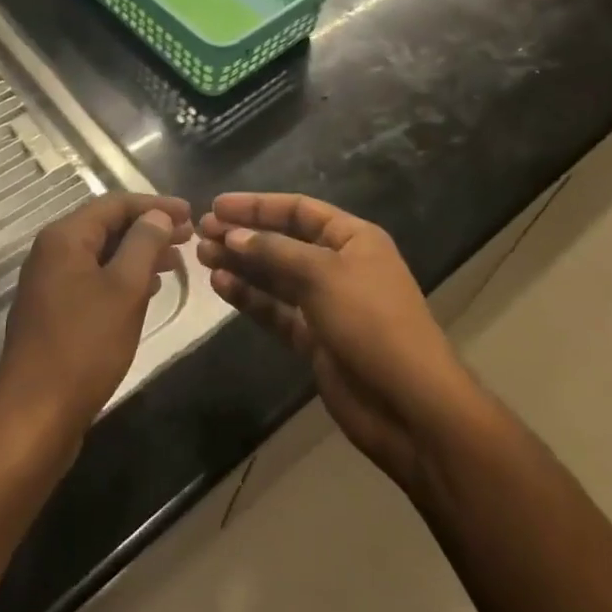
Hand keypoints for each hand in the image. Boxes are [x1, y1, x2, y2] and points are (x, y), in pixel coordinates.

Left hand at [0, 192, 192, 460]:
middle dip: (148, 228)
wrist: (34, 415)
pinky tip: (146, 291)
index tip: (191, 213)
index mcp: (64, 237)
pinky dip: (121, 277)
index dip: (155, 205)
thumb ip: (143, 245)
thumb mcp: (124, 290)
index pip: (114, 204)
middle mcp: (51, 252)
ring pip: (100, 254)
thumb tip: (156, 216)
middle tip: (188, 237)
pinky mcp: (52, 311)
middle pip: (105, 226)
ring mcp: (48, 283)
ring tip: (174, 262)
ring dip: (137, 254)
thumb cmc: (84, 346)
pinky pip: (92, 279)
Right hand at [197, 193, 471, 496]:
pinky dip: (250, 298)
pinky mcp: (314, 339)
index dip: (257, 206)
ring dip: (242, 264)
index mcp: (353, 239)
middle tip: (202, 233)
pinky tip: (221, 286)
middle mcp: (339, 265)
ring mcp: (326, 304)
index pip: (298, 209)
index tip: (217, 206)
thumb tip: (233, 234)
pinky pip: (276, 310)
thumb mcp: (323, 274)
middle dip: (244, 235)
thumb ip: (275, 251)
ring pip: (275, 276)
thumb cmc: (371, 322)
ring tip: (203, 257)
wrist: (409, 405)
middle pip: (283, 241)